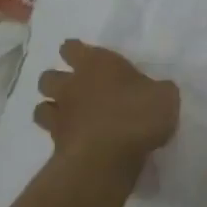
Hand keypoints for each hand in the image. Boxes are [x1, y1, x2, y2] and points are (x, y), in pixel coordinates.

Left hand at [36, 40, 179, 174]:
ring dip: (51, 110)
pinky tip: (74, 142)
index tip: (81, 56)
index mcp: (96, 64)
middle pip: (48, 77)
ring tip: (67, 117)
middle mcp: (72, 85)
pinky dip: (59, 138)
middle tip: (74, 89)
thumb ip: (157, 91)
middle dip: (56, 81)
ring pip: (41, 107)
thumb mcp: (165, 96)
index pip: (72, 48)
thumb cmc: (138, 114)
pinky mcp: (56, 146)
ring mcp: (61, 116)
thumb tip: (157, 93)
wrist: (108, 158)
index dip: (74, 51)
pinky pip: (50, 137)